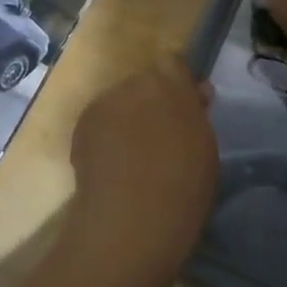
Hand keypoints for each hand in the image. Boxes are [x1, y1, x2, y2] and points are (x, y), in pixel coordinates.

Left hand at [66, 57, 217, 283]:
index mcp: (170, 84)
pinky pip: (100, 122)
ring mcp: (103, 104)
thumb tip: (195, 93)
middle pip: (145, 83)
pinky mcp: (81, 127)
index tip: (188, 109)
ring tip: (134, 157)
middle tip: (161, 137)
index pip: (175, 65)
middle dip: (153, 102)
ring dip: (128, 118)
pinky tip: (113, 166)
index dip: (180, 85)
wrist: (130, 221)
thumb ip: (197, 114)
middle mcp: (133, 84)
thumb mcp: (205, 148)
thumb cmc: (182, 187)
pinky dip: (107, 136)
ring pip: (120, 102)